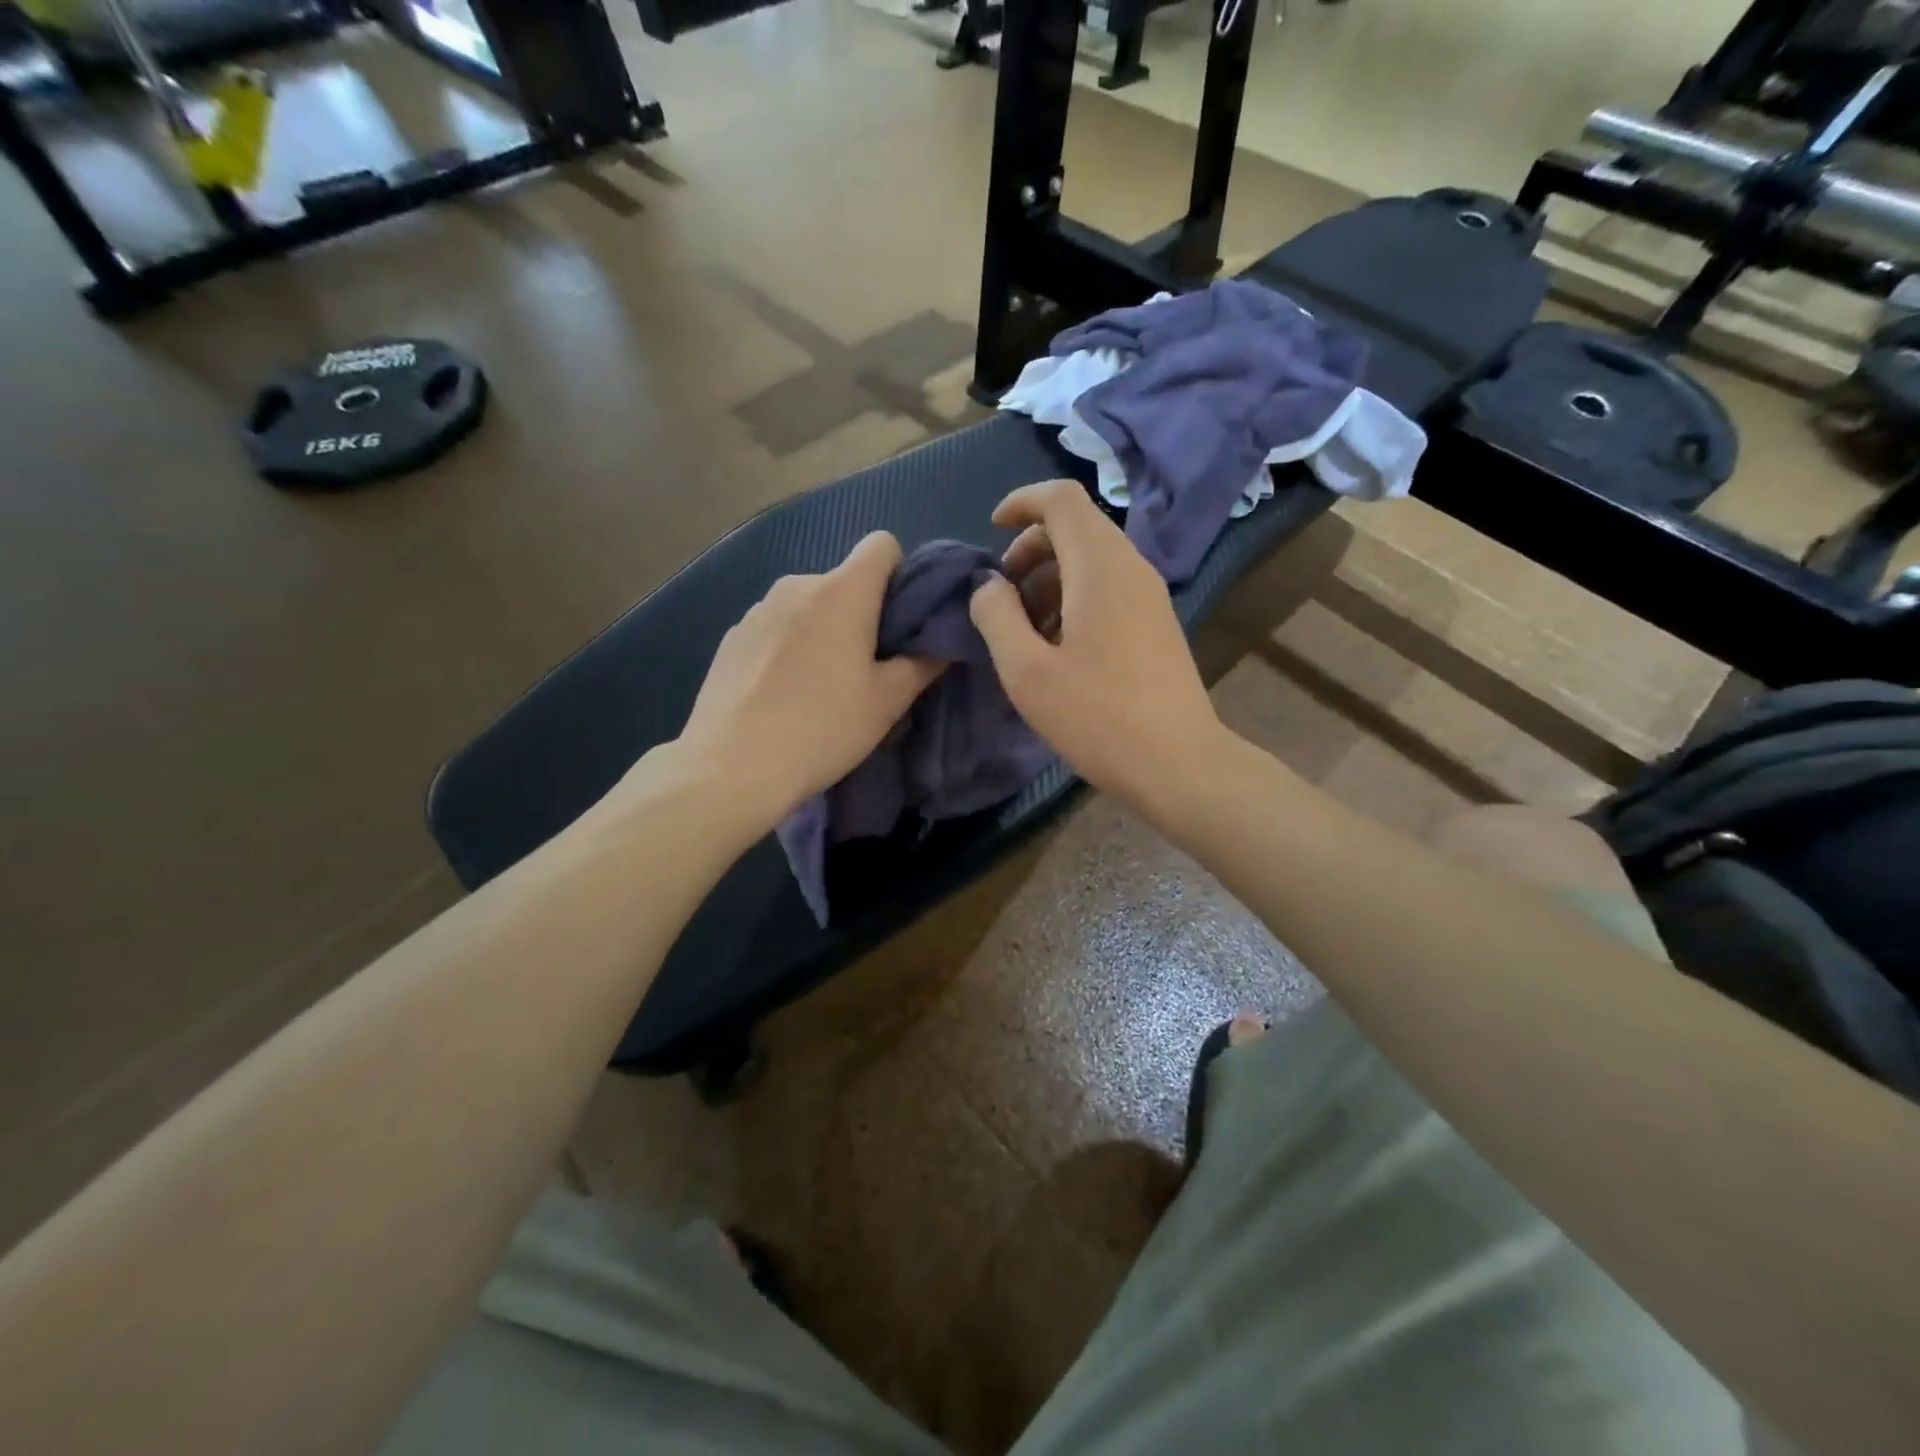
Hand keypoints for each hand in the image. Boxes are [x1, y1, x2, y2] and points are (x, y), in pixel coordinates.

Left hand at [670, 532, 942, 827]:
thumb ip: (923, 662)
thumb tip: (941, 642)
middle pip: (844, 580)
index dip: (900, 574)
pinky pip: (776, 627)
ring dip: (823, 630)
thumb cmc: (822, 728)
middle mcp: (798, 584)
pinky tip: (782, 694)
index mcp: (842, 591)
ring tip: (820, 686)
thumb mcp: (887, 702)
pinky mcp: (732, 636)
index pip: (882, 544)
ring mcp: (758, 609)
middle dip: (862, 612)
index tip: (900, 622)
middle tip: (867, 669)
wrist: (730, 767)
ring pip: (808, 605)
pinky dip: (789, 646)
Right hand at [968, 480, 1228, 808]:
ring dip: (1050, 576)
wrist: (1178, 763)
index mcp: (1100, 567)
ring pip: (1093, 558)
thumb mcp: (1026, 672)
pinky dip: (1074, 596)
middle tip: (1003, 593)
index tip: (991, 531)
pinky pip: (1109, 586)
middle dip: (1030, 547)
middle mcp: (1131, 568)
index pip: (1062, 498)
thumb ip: (996, 617)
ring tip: (1024, 628)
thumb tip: (988, 586)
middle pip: (1077, 526)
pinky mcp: (1156, 622)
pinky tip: (1058, 646)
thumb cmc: (1098, 717)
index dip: (1021, 502)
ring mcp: (1150, 595)